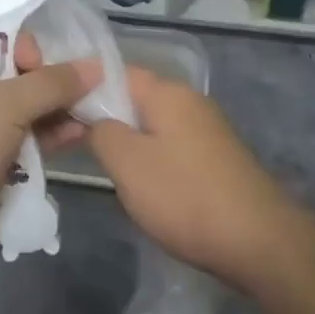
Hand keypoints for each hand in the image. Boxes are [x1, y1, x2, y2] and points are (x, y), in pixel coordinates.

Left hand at [0, 35, 96, 272]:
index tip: (43, 64)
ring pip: (24, 111)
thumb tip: (96, 66)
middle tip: (85, 89)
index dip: (24, 45)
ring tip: (93, 112)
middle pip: (15, 74)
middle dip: (52, 81)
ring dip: (57, 111)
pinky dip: (49, 138)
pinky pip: (25, 141)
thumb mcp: (7, 104)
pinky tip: (80, 136)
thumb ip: (54, 83)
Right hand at [86, 67, 298, 283]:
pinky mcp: (215, 157)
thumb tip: (94, 120)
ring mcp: (206, 129)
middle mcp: (189, 100)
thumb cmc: (184, 196)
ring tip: (98, 163)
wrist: (259, 241)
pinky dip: (149, 157)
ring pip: (151, 123)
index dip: (81, 87)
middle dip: (102, 115)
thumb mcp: (127, 163)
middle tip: (69, 140)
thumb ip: (100, 131)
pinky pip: (170, 145)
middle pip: (133, 97)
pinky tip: (138, 183)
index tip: (55, 109)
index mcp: (167, 92)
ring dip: (125, 140)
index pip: (113, 71)